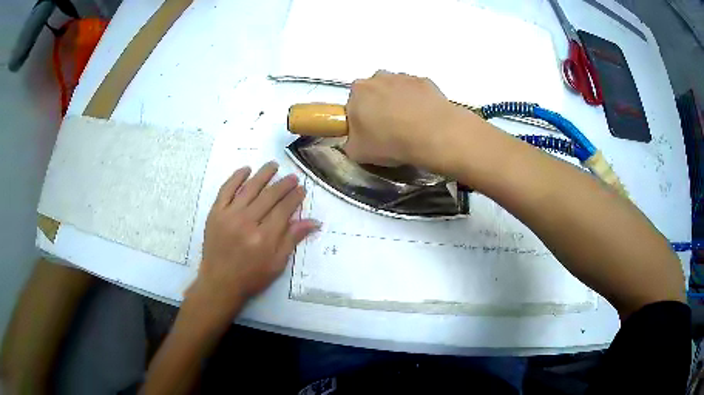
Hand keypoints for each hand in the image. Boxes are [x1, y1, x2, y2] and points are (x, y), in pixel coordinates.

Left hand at [188, 162, 318, 317]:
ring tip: (273, 165)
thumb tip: (314, 221)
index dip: (294, 197)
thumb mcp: (277, 264)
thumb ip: (292, 239)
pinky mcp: (215, 213)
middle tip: (292, 177)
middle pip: (269, 196)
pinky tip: (246, 169)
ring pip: (249, 188)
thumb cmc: (251, 277)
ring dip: (263, 174)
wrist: (219, 282)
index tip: (301, 189)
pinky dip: (236, 177)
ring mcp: (229, 215)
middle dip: (283, 184)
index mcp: (264, 238)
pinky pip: (226, 190)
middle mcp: (247, 222)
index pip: (283, 210)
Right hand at [344, 70, 467, 166]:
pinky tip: (424, 120)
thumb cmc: (390, 141)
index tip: (369, 133)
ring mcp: (404, 77)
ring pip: (396, 90)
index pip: (353, 103)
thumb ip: (350, 142)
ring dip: (399, 104)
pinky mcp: (425, 82)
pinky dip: (418, 103)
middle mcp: (378, 77)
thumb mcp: (357, 153)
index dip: (360, 119)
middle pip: (374, 93)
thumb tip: (355, 140)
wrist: (433, 135)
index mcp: (358, 91)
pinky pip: (416, 93)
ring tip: (409, 127)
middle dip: (379, 107)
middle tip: (389, 130)